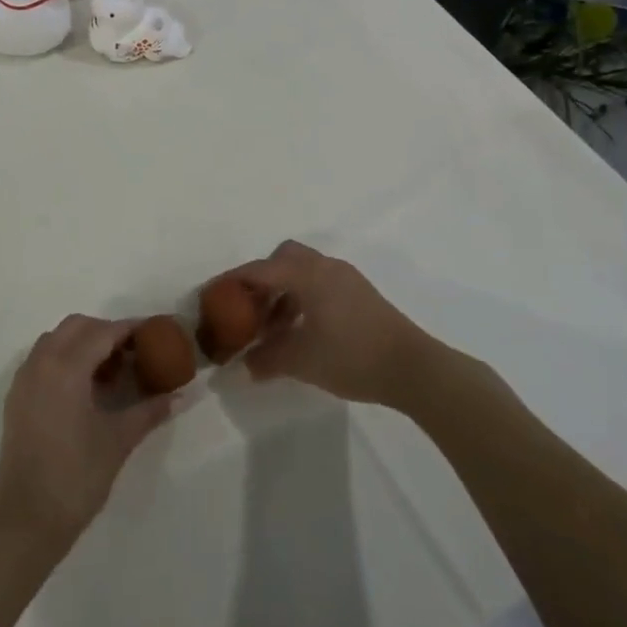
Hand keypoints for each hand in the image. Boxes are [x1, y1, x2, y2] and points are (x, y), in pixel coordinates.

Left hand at [0, 315, 180, 550]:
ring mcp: (24, 379)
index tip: (155, 332)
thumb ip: (149, 411)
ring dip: (83, 343)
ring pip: (55, 340)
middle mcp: (41, 363)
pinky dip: (64, 359)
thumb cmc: (76, 477)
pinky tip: (84, 388)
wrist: (25, 522)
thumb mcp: (118, 440)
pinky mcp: (16, 398)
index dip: (130, 329)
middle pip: (76, 327)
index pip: (103, 332)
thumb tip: (180, 395)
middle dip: (106, 332)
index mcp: (66, 368)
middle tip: (133, 352)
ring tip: (109, 371)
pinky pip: (42, 359)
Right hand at [226, 240, 441, 405]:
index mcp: (307, 275)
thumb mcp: (301, 361)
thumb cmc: (352, 357)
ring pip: (303, 270)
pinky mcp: (359, 293)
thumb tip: (241, 366)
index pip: (260, 270)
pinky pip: (320, 283)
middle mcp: (325, 267)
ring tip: (274, 327)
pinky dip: (303, 298)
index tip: (212, 294)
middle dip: (262, 278)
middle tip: (249, 308)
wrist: (413, 368)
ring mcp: (346, 278)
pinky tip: (302, 329)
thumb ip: (266, 359)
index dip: (233, 281)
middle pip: (283, 258)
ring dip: (283, 291)